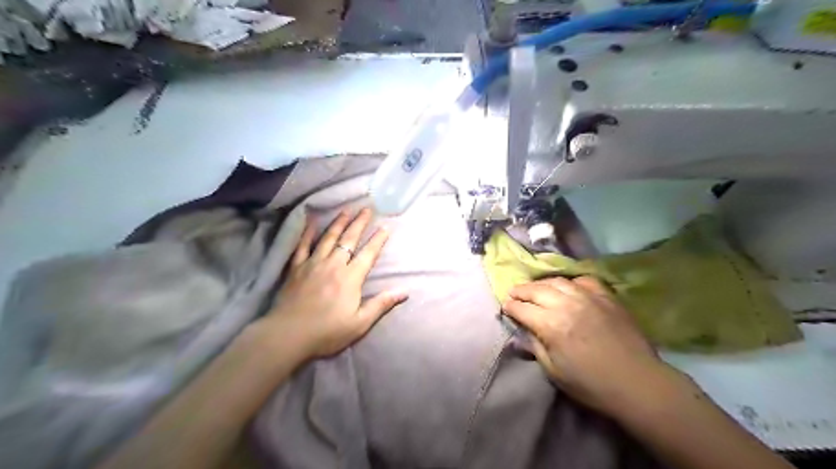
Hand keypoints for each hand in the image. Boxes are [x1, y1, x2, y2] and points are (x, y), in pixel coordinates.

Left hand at [260, 209, 404, 359]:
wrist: (288, 335)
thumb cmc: (327, 332)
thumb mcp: (360, 323)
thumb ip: (381, 305)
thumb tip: (404, 292)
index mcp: (350, 278)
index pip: (368, 254)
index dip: (378, 240)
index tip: (385, 227)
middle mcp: (334, 265)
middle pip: (349, 240)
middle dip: (359, 223)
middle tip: (366, 209)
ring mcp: (313, 264)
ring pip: (328, 238)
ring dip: (339, 223)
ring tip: (346, 211)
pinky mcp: (296, 268)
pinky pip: (302, 245)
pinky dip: (308, 233)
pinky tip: (311, 222)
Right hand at [503, 276, 667, 411]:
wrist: (636, 382)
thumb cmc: (591, 384)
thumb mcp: (554, 372)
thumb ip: (535, 347)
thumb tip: (521, 332)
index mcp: (550, 325)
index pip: (522, 309)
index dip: (510, 307)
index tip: (505, 307)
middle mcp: (565, 304)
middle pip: (535, 290)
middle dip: (520, 291)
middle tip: (513, 294)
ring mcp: (587, 297)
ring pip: (557, 281)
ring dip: (541, 283)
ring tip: (535, 288)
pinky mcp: (605, 296)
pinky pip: (583, 280)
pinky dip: (570, 281)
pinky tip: (568, 287)